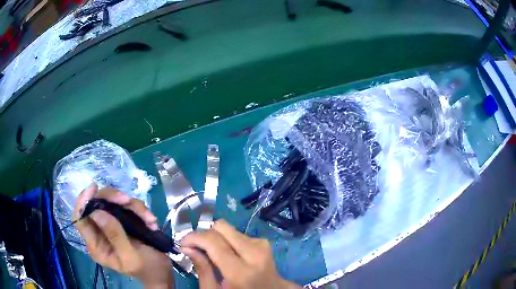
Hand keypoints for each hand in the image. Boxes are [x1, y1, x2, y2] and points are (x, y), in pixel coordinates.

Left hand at [73, 184, 173, 288]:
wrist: (162, 272)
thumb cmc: (147, 268)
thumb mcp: (130, 256)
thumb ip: (114, 236)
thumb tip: (96, 212)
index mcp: (96, 245)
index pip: (80, 220)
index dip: (82, 202)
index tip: (94, 189)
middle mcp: (100, 232)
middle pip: (96, 204)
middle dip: (112, 199)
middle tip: (128, 201)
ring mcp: (112, 224)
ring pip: (113, 202)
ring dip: (132, 206)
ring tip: (149, 219)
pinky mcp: (123, 220)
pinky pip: (127, 206)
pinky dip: (140, 210)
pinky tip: (151, 221)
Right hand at [181, 220, 300, 288]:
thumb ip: (202, 269)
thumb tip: (187, 247)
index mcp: (241, 271)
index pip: (213, 241)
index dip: (194, 237)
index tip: (183, 242)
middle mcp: (254, 253)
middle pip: (222, 227)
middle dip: (205, 234)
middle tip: (196, 246)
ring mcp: (262, 246)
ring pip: (229, 229)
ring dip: (217, 238)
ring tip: (213, 253)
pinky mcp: (264, 243)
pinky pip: (238, 233)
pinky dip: (228, 240)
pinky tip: (228, 254)